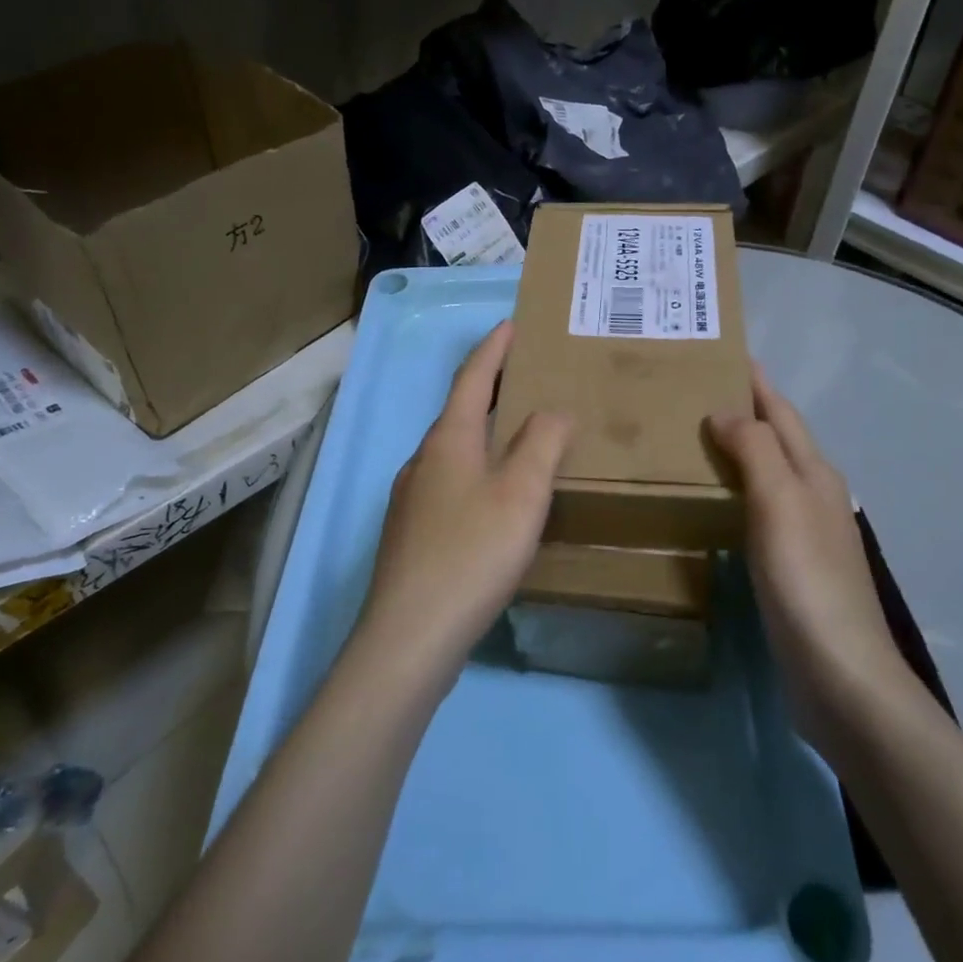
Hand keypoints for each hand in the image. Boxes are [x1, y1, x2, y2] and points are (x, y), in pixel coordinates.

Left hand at [360, 321, 574, 671]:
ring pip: (454, 451)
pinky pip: (450, 485)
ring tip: (520, 437)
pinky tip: (495, 500)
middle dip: (491, 389)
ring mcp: (411, 499)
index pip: (473, 377)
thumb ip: (542, 443)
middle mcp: (423, 460)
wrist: (410, 637)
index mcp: (448, 440)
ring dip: (484, 433)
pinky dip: (477, 471)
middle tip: (527, 378)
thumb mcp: (521, 493)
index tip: (512, 324)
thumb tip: (552, 410)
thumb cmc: (472, 553)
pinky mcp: (412, 535)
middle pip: (460, 411)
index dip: (494, 348)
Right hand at [708, 371, 917, 750]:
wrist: (839, 674)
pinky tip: (711, 502)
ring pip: (767, 475)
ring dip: (738, 451)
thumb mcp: (780, 501)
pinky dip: (734, 493)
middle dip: (745, 411)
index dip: (757, 382)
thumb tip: (725, 411)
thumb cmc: (807, 579)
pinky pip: (757, 511)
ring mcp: (805, 534)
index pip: (782, 413)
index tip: (725, 351)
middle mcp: (815, 496)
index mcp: (815, 474)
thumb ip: (756, 450)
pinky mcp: (791, 568)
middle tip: (693, 392)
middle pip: (778, 439)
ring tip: (692, 438)